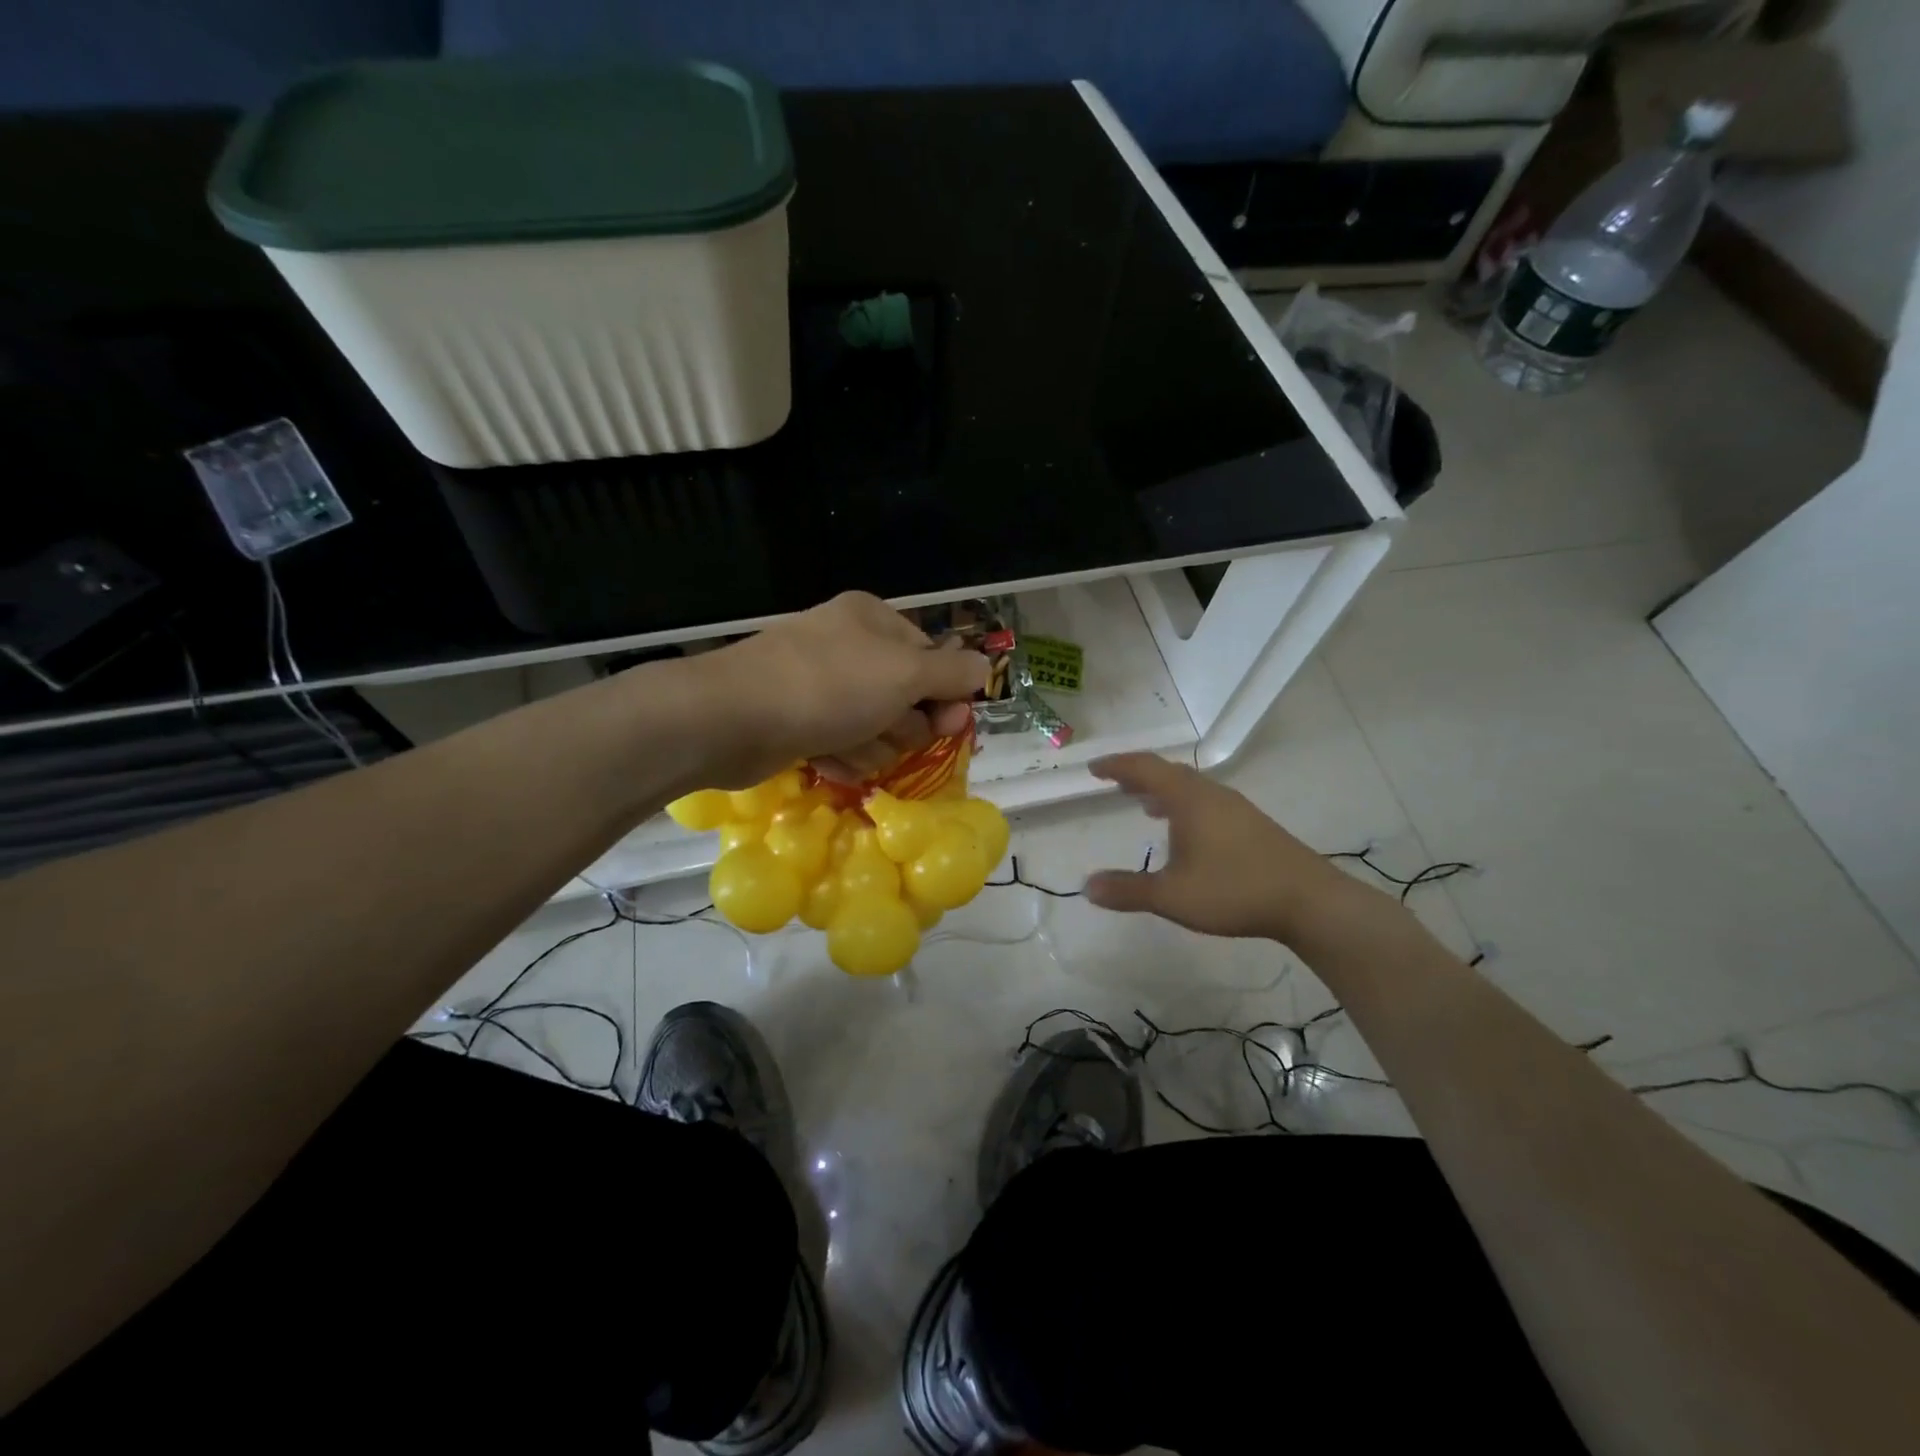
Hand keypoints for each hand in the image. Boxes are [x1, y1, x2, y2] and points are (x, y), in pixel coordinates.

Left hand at [695, 593, 987, 787]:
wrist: (732, 718)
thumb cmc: (828, 687)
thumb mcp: (904, 675)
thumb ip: (951, 673)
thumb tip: (984, 667)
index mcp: (874, 620)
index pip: (932, 659)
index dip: (944, 695)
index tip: (948, 724)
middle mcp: (849, 646)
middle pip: (905, 698)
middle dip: (901, 725)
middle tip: (885, 731)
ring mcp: (821, 685)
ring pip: (876, 729)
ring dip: (870, 747)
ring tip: (845, 745)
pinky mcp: (799, 721)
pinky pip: (842, 745)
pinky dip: (840, 756)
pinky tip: (824, 759)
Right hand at [1084, 753, 1367, 942]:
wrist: (1309, 901)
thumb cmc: (1234, 890)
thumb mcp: (1172, 896)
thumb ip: (1128, 890)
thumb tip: (1087, 887)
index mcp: (1189, 799)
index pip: (1144, 769)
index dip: (1117, 766)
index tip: (1094, 769)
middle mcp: (1211, 794)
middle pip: (1168, 773)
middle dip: (1138, 776)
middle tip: (1115, 785)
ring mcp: (1235, 808)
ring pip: (1190, 788)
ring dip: (1163, 791)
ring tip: (1143, 804)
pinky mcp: (1252, 824)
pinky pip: (1206, 801)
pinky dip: (1183, 805)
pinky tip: (1186, 832)